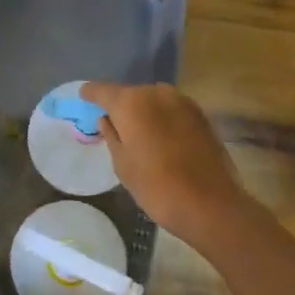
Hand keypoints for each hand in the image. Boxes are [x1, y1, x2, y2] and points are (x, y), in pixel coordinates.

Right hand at [78, 81, 257, 249]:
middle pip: (130, 94)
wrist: (210, 204)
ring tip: (138, 132)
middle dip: (120, 105)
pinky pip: (172, 109)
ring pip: (153, 100)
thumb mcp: (123, 165)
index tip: (83, 96)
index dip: (91, 93)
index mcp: (131, 103)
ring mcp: (182, 101)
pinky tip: (161, 137)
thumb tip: (107, 119)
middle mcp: (156, 93)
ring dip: (144, 111)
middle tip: (113, 122)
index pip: (103, 90)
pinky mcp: (200, 114)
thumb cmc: (157, 187)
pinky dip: (162, 118)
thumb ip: (111, 136)